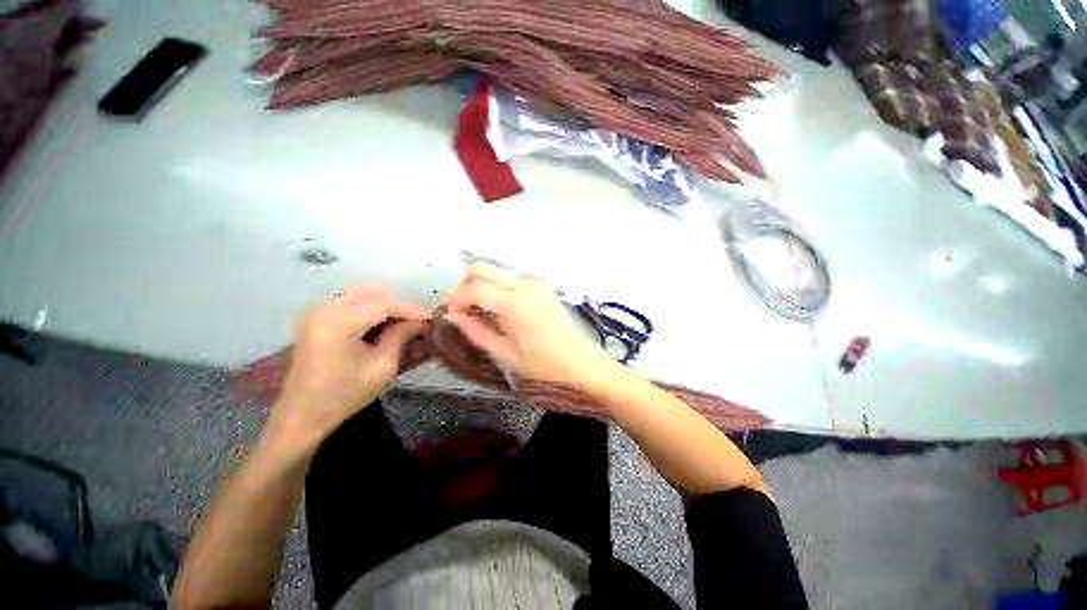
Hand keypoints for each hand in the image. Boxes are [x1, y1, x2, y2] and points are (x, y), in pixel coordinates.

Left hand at [268, 286, 428, 448]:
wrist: (302, 417)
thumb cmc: (344, 394)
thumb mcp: (382, 366)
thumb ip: (401, 336)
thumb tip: (420, 322)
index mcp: (338, 320)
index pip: (384, 305)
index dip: (411, 310)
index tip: (431, 318)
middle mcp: (324, 309)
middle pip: (372, 296)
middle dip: (398, 307)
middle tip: (418, 321)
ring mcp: (316, 313)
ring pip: (361, 297)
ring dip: (385, 307)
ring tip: (404, 322)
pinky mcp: (314, 320)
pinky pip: (349, 304)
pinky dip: (369, 310)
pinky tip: (383, 323)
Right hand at [444, 263, 609, 386]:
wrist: (575, 360)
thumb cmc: (540, 363)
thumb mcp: (503, 352)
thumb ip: (474, 331)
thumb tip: (451, 316)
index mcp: (514, 304)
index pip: (474, 288)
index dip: (456, 299)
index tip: (450, 313)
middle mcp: (524, 285)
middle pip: (482, 269)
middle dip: (464, 285)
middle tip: (460, 307)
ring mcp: (534, 283)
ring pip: (495, 272)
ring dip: (480, 285)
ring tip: (477, 309)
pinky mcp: (541, 286)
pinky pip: (510, 279)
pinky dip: (496, 287)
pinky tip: (497, 308)